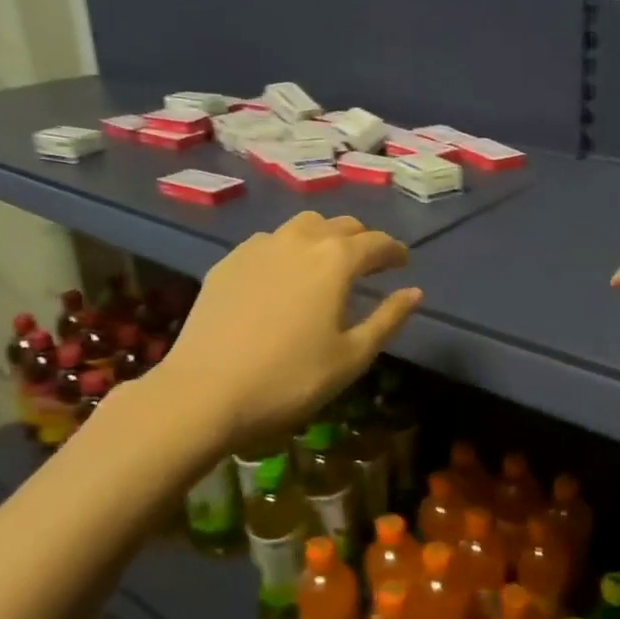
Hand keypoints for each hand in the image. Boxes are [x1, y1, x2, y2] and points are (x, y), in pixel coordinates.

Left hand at [154, 212, 422, 453]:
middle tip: (369, 264)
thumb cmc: (290, 379)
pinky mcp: (228, 262)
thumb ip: (388, 319)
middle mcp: (300, 240)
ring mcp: (259, 246)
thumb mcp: (352, 357)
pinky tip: (283, 277)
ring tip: (327, 263)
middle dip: (361, 240)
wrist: (204, 393)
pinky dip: (288, 250)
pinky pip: (269, 242)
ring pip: (302, 226)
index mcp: (336, 259)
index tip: (402, 263)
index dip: (394, 251)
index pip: (377, 243)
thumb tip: (414, 292)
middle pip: (340, 225)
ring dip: (324, 237)